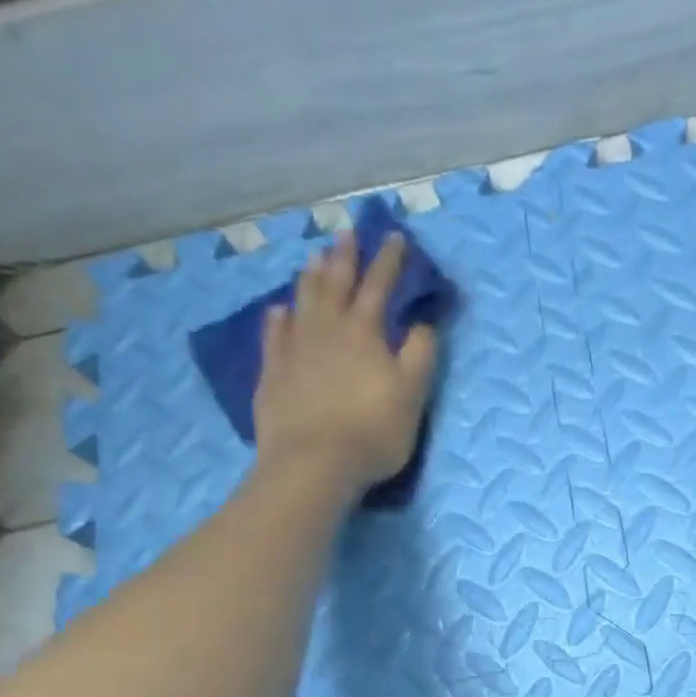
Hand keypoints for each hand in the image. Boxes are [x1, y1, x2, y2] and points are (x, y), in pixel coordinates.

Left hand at [252, 230, 438, 493]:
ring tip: (315, 258)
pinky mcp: (273, 373)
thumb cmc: (373, 431)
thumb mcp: (413, 394)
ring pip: (303, 300)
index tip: (395, 237)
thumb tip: (422, 323)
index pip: (379, 285)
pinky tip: (279, 309)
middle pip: (335, 283)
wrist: (314, 463)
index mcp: (364, 331)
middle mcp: (327, 329)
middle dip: (345, 257)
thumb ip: (420, 354)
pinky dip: (278, 317)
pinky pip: (274, 334)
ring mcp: (295, 348)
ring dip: (311, 277)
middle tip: (347, 233)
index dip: (389, 261)